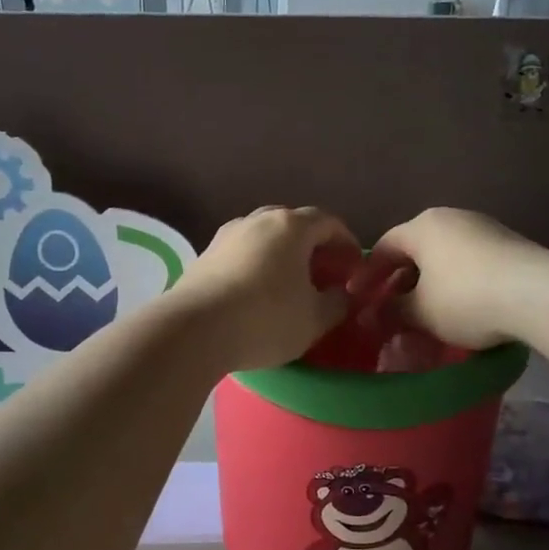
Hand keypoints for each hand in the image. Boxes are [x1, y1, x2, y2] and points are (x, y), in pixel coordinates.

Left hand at [172, 207, 368, 370]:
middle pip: (294, 224)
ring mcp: (226, 235)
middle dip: (313, 246)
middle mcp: (257, 220)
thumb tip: (343, 294)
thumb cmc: (266, 319)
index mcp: (291, 226)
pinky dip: (257, 265)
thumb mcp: (315, 319)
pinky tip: (257, 292)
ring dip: (282, 254)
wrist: (194, 329)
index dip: (347, 243)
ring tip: (290, 284)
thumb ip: (338, 302)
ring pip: (264, 237)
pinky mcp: (204, 255)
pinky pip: (241, 253)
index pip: (329, 222)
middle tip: (324, 273)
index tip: (354, 268)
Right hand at [374, 209, 548, 349]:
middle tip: (391, 310)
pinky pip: (471, 264)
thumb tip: (369, 318)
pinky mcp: (510, 246)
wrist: (540, 294)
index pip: (384, 246)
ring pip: (444, 258)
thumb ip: (392, 313)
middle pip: (416, 250)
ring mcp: (484, 229)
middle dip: (400, 282)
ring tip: (426, 314)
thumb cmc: (466, 298)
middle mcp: (452, 219)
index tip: (358, 299)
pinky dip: (457, 285)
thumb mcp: (421, 313)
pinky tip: (461, 310)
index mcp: (422, 227)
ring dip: (430, 285)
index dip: (368, 274)